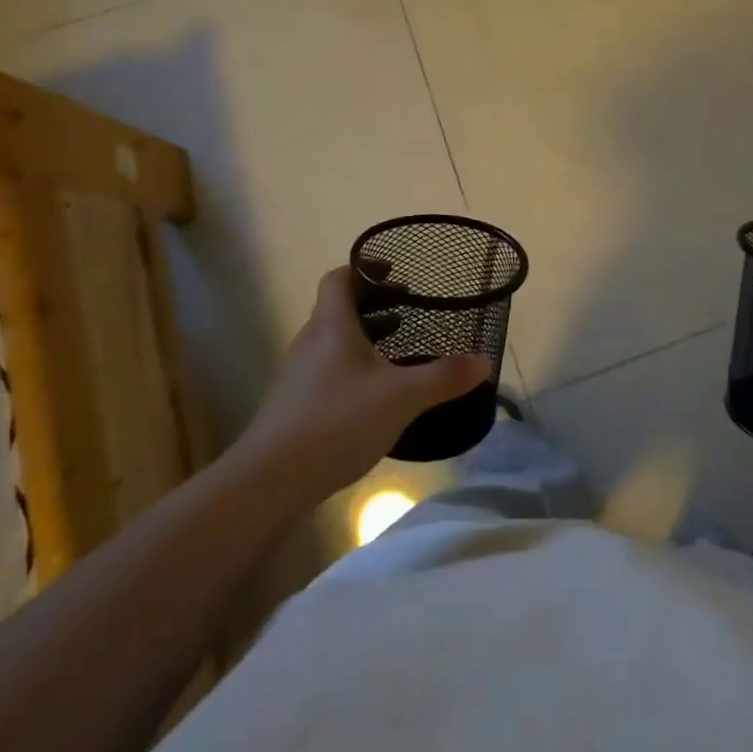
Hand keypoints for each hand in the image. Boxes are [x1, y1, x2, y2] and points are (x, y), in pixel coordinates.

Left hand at [233, 266, 488, 501]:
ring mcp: (299, 377)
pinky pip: (328, 371)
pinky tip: (376, 396)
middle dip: (374, 305)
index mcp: (332, 326)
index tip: (395, 273)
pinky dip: (354, 369)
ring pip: (334, 342)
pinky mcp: (295, 407)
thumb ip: (444, 377)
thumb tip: (484, 360)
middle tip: (408, 310)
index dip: (365, 268)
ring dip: (364, 338)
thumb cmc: (336, 422)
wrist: (268, 483)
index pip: (339, 278)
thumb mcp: (402, 397)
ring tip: (398, 350)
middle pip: (338, 309)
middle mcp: (311, 342)